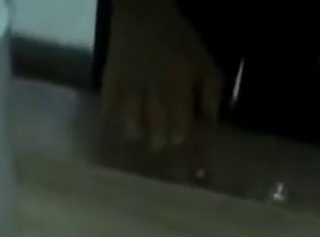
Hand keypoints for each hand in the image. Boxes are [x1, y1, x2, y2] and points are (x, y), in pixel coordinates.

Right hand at [102, 0, 222, 150]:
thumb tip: (209, 124)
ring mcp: (130, 91)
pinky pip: (108, 108)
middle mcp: (154, 97)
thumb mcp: (204, 62)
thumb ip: (211, 94)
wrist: (145, 5)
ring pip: (132, 128)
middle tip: (158, 137)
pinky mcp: (111, 83)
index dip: (179, 137)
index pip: (179, 132)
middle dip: (159, 140)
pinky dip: (109, 118)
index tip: (177, 135)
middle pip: (156, 136)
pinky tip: (111, 122)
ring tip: (138, 129)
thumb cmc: (178, 38)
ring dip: (136, 132)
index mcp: (177, 92)